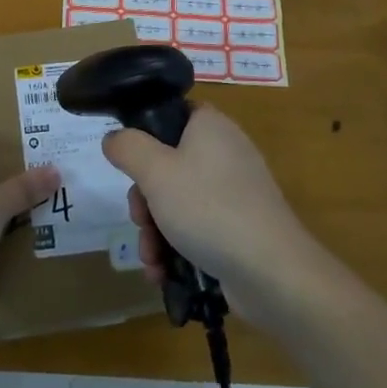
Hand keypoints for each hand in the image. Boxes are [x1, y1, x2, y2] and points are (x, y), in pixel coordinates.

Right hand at [102, 106, 317, 321]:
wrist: (272, 273)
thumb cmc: (209, 209)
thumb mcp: (155, 172)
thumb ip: (127, 148)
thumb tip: (114, 138)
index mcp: (210, 126)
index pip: (171, 114)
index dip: (144, 136)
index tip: (129, 165)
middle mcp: (225, 152)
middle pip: (167, 165)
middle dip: (144, 200)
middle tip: (139, 219)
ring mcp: (235, 193)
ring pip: (178, 201)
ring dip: (155, 231)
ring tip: (151, 259)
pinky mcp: (239, 228)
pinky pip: (197, 228)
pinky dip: (177, 248)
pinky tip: (163, 273)